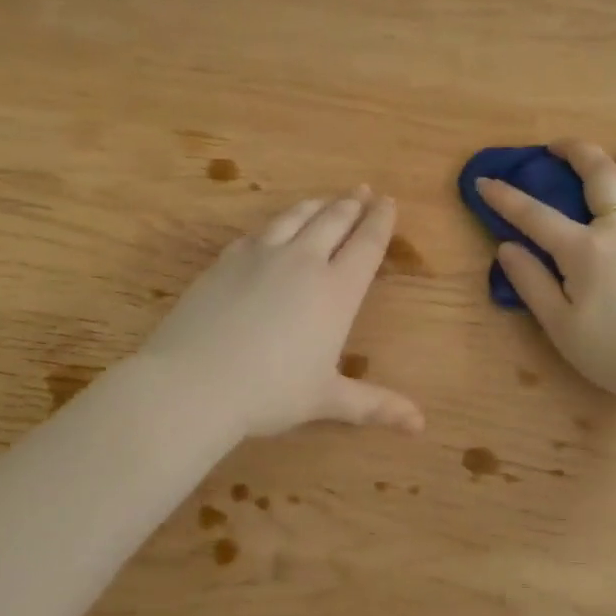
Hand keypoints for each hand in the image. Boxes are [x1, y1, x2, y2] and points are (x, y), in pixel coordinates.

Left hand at [140, 187, 424, 438]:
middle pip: (333, 220)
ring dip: (316, 205)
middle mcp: (303, 262)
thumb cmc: (270, 393)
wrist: (195, 381)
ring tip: (326, 199)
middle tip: (362, 190)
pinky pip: (259, 232)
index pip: (366, 245)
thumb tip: (421, 425)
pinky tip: (273, 229)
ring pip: (295, 217)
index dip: (380, 221)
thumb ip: (374, 405)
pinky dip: (276, 224)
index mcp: (336, 291)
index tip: (389, 202)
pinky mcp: (226, 260)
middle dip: (352, 204)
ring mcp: (260, 256)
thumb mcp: (326, 399)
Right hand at [478, 141, 615, 400]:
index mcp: (585, 251)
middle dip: (579, 153)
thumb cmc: (612, 353)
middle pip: (604, 178)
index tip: (485, 182)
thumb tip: (507, 248)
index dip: (507, 198)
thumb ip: (532, 282)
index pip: (537, 216)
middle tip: (561, 145)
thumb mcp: (559, 325)